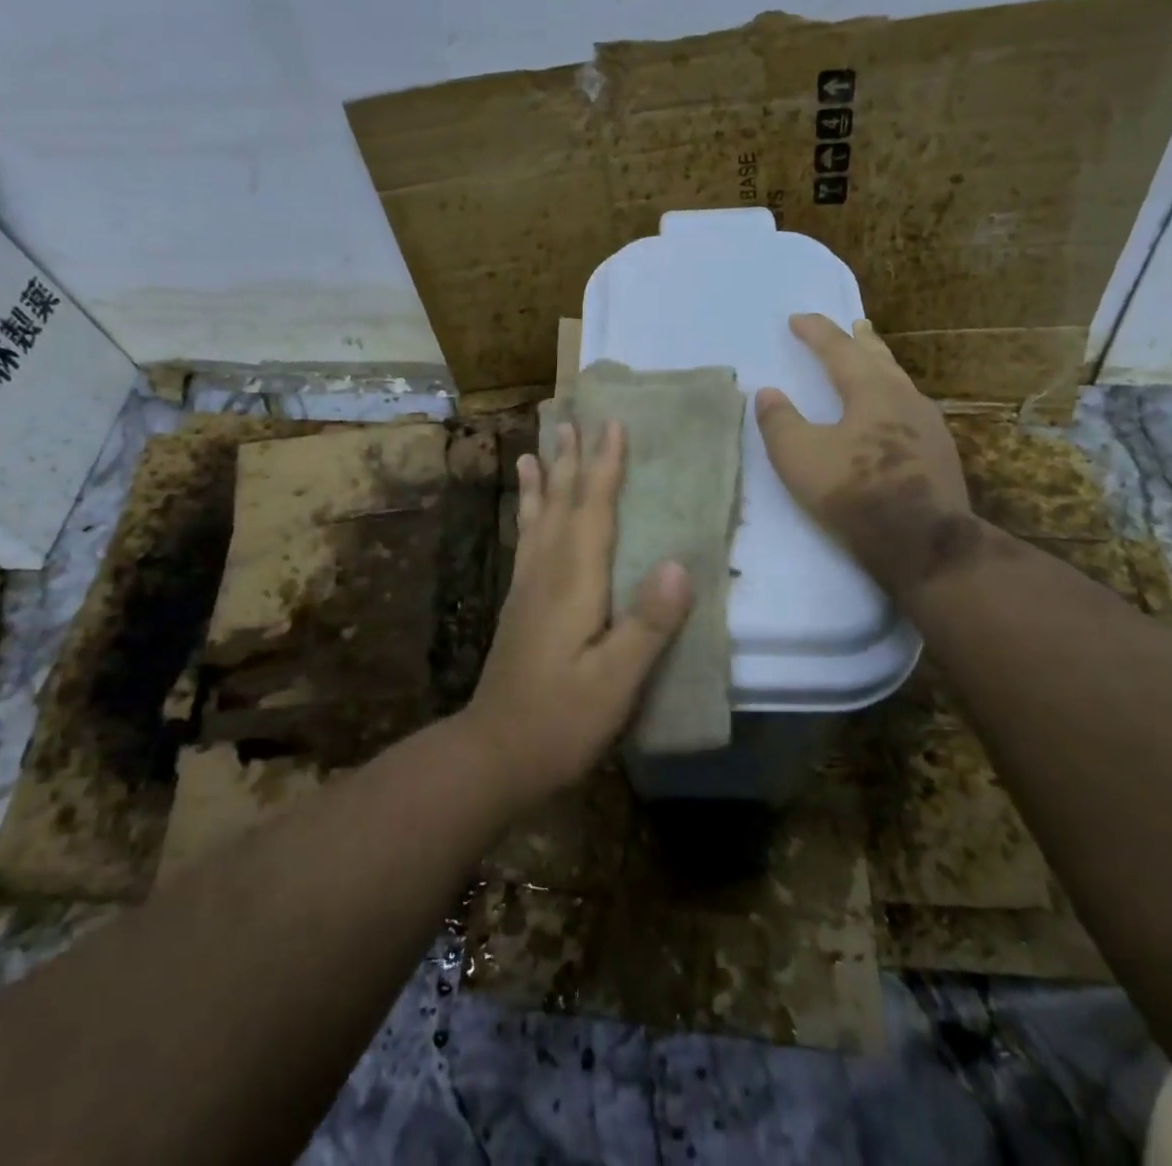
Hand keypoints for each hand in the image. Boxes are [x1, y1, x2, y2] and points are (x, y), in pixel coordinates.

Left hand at [460, 420, 693, 809]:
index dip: (605, 468)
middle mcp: (546, 574)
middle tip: (572, 419)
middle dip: (572, 460)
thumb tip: (677, 564)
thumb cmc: (562, 720)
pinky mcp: (519, 606)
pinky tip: (528, 512)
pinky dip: (528, 515)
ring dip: (544, 480)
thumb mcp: (615, 681)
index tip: (613, 425)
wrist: (494, 753)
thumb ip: (647, 624)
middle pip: (562, 504)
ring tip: (538, 447)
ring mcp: (527, 589)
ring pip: (538, 519)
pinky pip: (526, 542)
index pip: (592, 511)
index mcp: (573, 583)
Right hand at [756, 313, 985, 604]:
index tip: (797, 318)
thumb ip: (780, 421)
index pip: (839, 350)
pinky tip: (891, 414)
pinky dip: (892, 397)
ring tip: (872, 362)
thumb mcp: (799, 456)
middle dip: (861, 340)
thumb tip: (768, 393)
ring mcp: (929, 426)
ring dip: (880, 367)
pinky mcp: (939, 454)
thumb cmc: (854, 491)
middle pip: (880, 359)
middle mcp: (905, 398)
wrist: (923, 542)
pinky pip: (909, 409)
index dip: (817, 332)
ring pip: (899, 383)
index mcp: (872, 391)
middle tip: (854, 325)